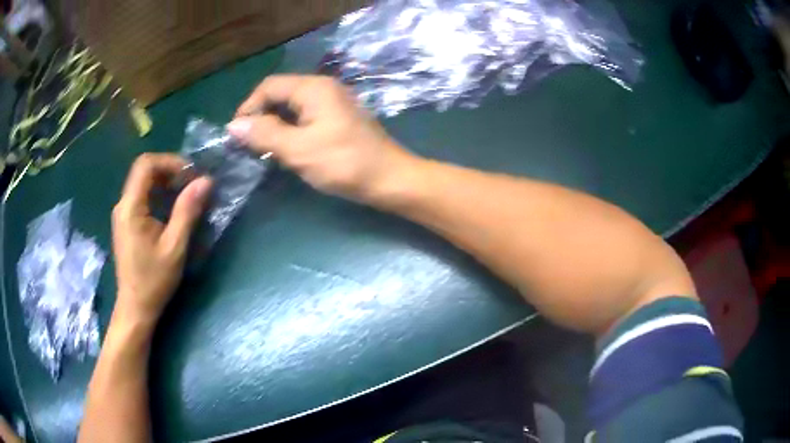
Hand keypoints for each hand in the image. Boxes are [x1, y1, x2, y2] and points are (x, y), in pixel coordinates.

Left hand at [111, 153, 211, 322]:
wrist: (135, 307)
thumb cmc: (154, 280)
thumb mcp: (174, 247)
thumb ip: (187, 211)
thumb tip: (205, 181)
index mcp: (131, 207)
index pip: (146, 164)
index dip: (170, 161)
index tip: (191, 175)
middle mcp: (123, 205)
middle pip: (144, 170)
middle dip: (170, 170)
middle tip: (192, 184)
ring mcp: (123, 214)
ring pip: (143, 183)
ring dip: (165, 182)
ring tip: (186, 195)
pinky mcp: (126, 222)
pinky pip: (142, 197)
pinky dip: (159, 195)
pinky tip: (172, 209)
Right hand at [227, 75, 419, 202]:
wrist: (390, 178)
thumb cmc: (343, 162)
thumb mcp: (298, 149)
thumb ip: (264, 134)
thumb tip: (233, 126)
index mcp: (313, 88)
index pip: (269, 86)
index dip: (248, 107)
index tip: (236, 134)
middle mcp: (323, 87)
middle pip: (280, 94)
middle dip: (260, 116)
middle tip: (248, 144)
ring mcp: (334, 102)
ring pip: (292, 106)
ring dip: (274, 124)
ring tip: (263, 149)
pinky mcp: (339, 117)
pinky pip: (306, 116)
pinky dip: (291, 129)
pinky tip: (286, 148)